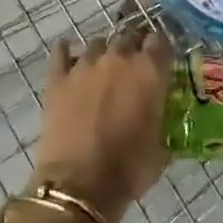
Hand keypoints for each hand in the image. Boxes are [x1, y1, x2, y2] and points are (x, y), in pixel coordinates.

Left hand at [31, 30, 172, 222]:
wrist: (79, 186)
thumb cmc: (128, 170)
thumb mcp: (161, 149)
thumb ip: (164, 122)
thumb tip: (163, 119)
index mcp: (150, 71)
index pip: (160, 41)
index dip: (161, 49)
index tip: (161, 60)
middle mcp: (119, 58)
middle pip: (129, 37)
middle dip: (133, 48)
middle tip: (133, 69)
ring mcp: (85, 65)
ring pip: (98, 43)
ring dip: (104, 53)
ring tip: (103, 70)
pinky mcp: (57, 78)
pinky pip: (60, 52)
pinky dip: (66, 52)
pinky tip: (68, 57)